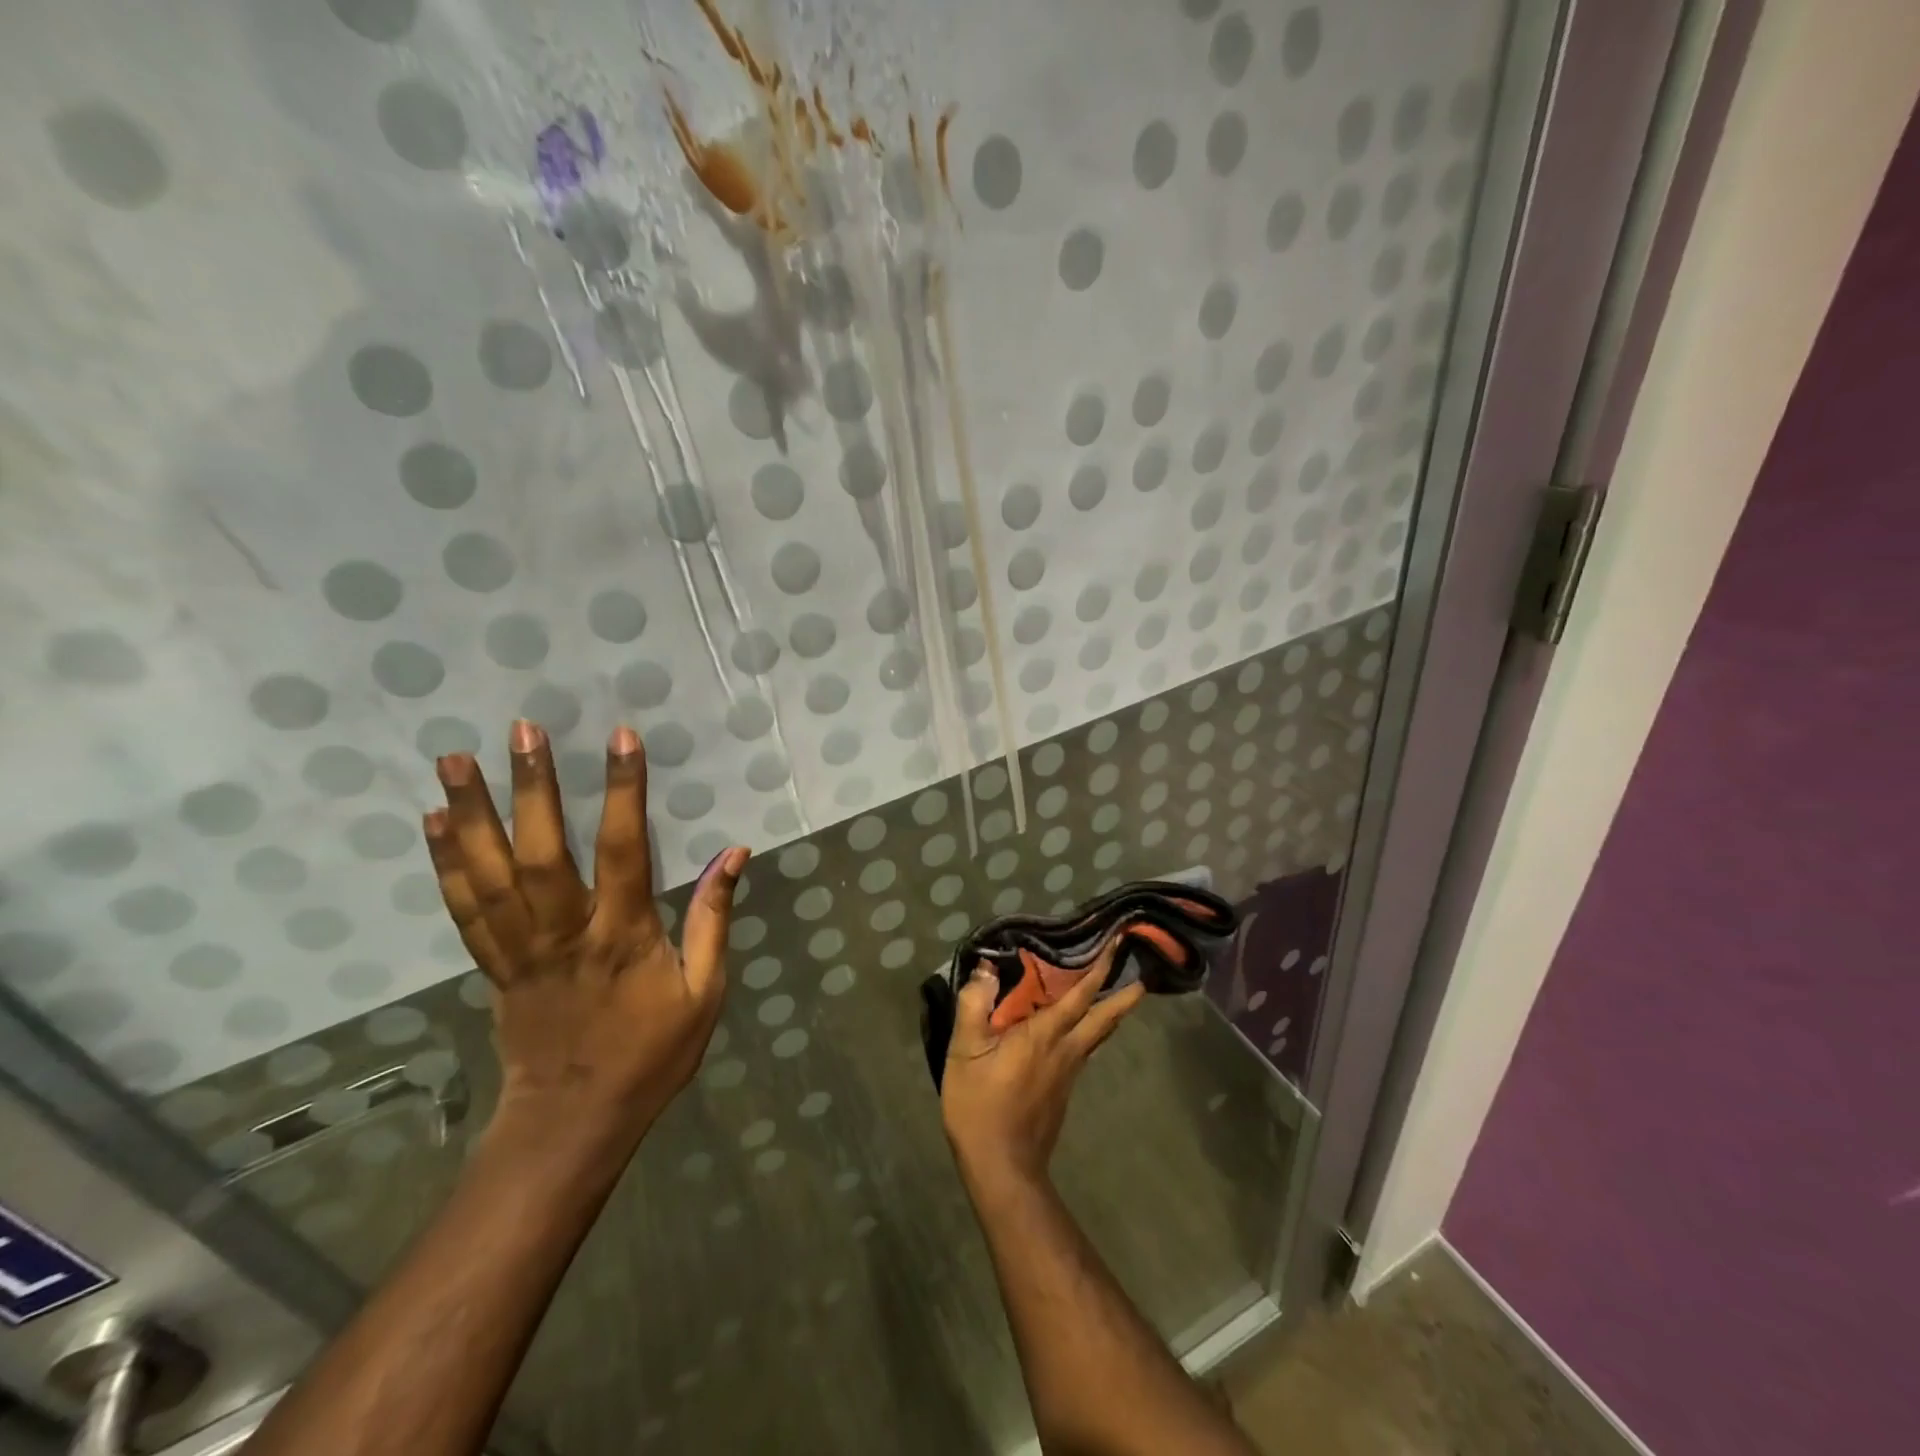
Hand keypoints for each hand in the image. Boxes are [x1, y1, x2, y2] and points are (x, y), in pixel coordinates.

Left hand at [424, 721, 747, 1152]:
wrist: (572, 1122)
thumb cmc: (650, 1054)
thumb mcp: (705, 991)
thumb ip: (714, 919)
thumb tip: (735, 853)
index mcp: (622, 936)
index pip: (624, 850)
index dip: (624, 791)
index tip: (621, 739)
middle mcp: (564, 933)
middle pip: (541, 853)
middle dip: (531, 787)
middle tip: (520, 730)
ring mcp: (519, 950)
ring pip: (489, 875)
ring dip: (471, 814)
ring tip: (453, 759)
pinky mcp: (493, 966)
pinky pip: (464, 910)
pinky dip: (446, 863)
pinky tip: (435, 822)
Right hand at [940, 942, 1145, 1191]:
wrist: (1002, 1167)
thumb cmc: (981, 1106)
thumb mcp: (965, 1052)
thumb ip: (975, 1005)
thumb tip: (986, 968)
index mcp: (1045, 1035)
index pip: (1080, 995)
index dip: (1100, 968)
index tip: (1118, 945)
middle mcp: (1066, 1050)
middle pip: (1104, 1019)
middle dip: (1125, 996)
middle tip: (1142, 976)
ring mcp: (1069, 1073)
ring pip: (1098, 1036)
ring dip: (1110, 1013)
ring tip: (1117, 995)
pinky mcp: (1063, 1091)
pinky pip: (1083, 1050)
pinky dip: (1090, 1031)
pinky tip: (1077, 1031)